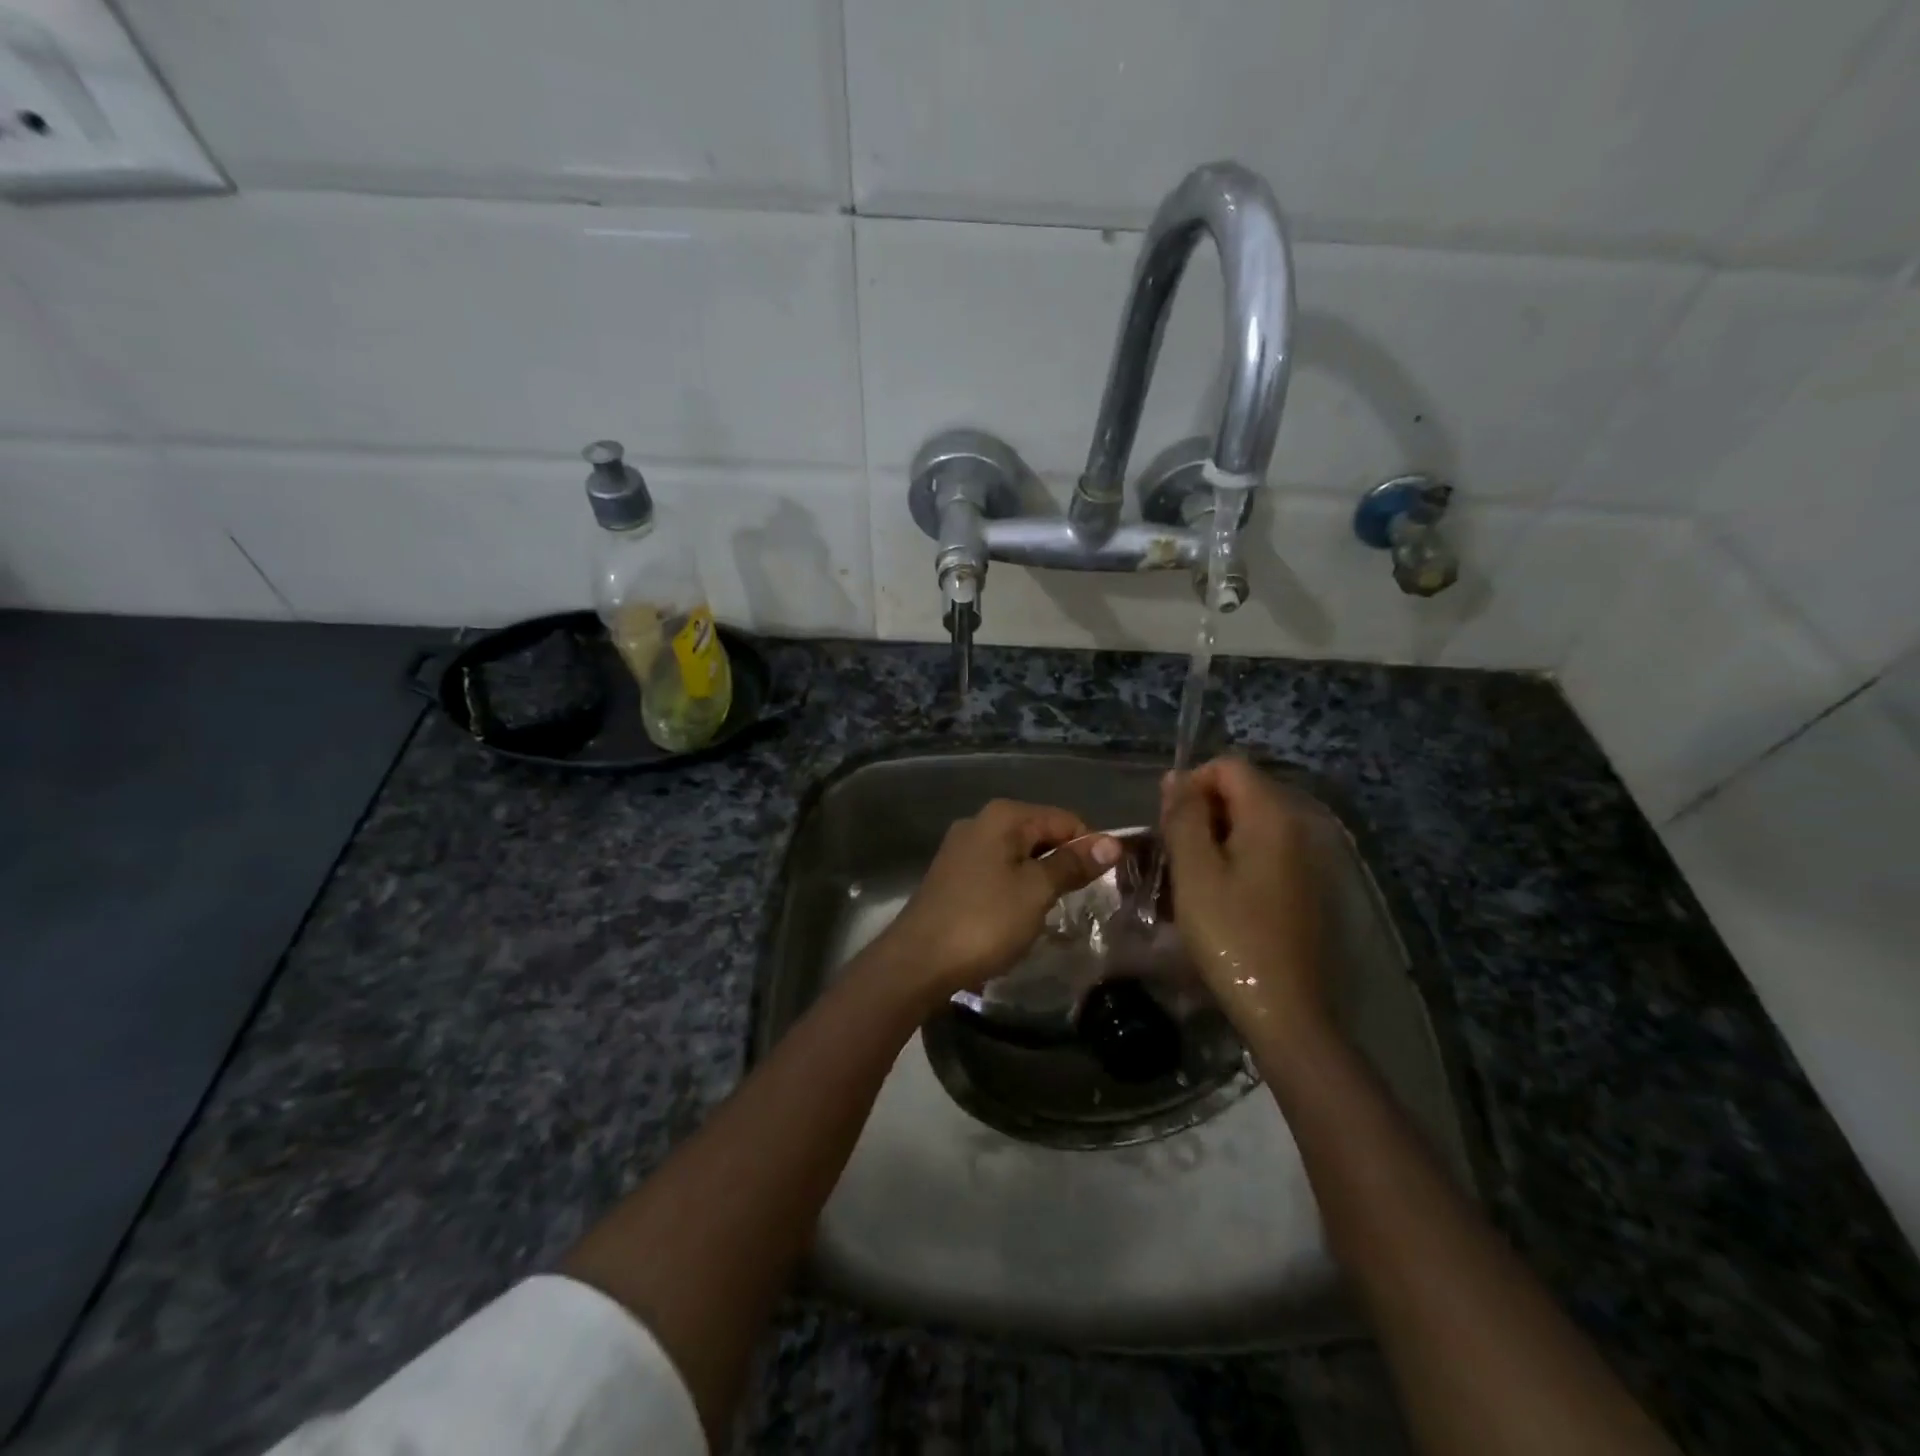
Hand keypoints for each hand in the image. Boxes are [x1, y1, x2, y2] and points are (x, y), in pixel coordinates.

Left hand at [871, 800, 1120, 1005]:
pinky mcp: (953, 876)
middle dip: (1064, 862)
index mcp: (1003, 816)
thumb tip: (1113, 842)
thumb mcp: (1036, 891)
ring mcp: (962, 849)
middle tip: (1082, 900)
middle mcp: (980, 822)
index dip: (1089, 847)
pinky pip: (998, 872)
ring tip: (1052, 911)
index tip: (1106, 882)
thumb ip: (1072, 864)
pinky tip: (1019, 916)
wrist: (918, 960)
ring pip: (1019, 855)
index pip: (1064, 819)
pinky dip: (1015, 888)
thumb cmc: (984, 920)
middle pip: (1040, 834)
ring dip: (1040, 879)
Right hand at [1160, 758, 1327, 1036]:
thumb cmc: (1231, 935)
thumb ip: (1184, 817)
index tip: (1168, 823)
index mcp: (1272, 816)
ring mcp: (1307, 858)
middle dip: (1202, 812)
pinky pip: (1265, 852)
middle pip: (1243, 792)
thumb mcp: (1194, 872)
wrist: (1285, 1009)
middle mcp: (1298, 826)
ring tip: (1190, 877)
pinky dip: (1237, 860)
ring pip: (1251, 824)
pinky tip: (1219, 896)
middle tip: (1174, 854)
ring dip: (1216, 838)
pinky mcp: (1306, 886)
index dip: (1192, 784)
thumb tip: (1176, 778)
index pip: (1228, 766)